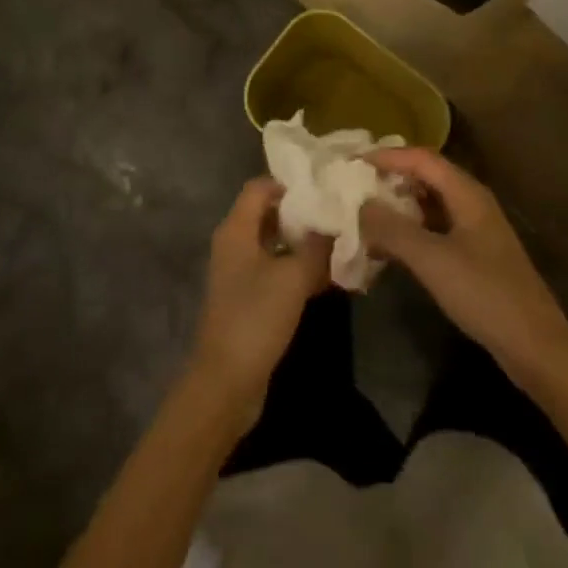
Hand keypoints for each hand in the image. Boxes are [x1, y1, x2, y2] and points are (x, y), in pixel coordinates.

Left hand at [187, 177, 330, 428]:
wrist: (226, 382)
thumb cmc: (256, 318)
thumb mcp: (293, 277)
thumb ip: (317, 246)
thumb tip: (336, 223)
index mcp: (236, 229)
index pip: (260, 187)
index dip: (290, 185)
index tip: (324, 190)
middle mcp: (235, 244)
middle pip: (269, 214)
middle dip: (303, 215)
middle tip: (338, 215)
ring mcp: (240, 273)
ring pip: (276, 244)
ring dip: (304, 244)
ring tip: (341, 244)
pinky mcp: (249, 298)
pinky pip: (276, 271)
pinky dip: (298, 269)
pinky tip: (328, 277)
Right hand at [359, 149, 567, 393]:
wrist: (536, 347)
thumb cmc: (484, 294)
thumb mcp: (432, 259)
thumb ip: (392, 229)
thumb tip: (360, 205)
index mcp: (467, 193)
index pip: (421, 158)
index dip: (386, 156)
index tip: (352, 162)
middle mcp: (472, 202)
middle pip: (426, 176)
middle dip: (390, 178)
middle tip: (353, 185)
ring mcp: (475, 230)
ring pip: (429, 204)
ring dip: (398, 206)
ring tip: (364, 214)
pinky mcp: (474, 255)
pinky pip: (435, 229)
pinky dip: (410, 231)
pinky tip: (389, 247)